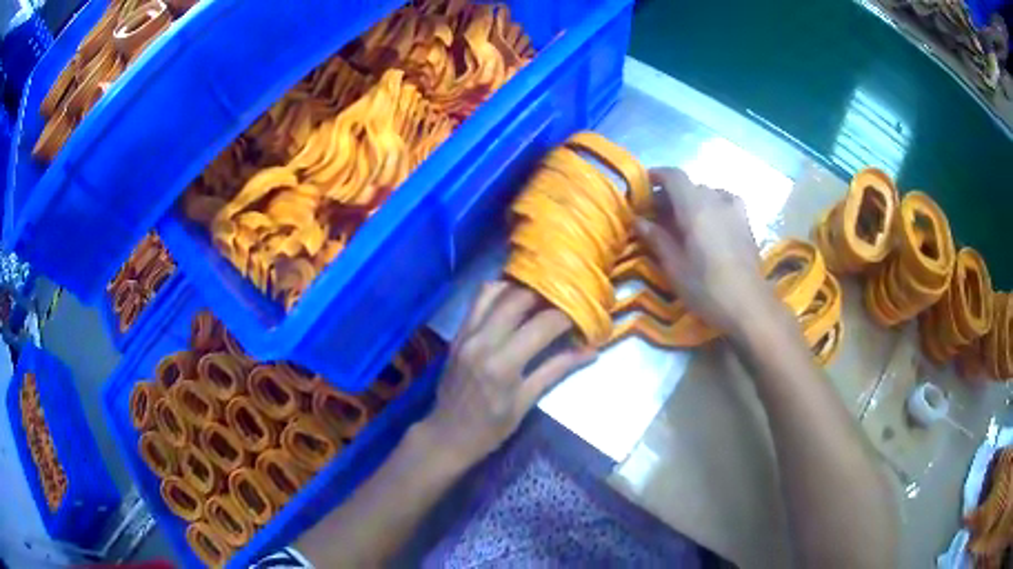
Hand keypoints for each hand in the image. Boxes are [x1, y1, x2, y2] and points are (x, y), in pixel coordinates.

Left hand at [422, 281, 594, 461]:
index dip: (568, 315)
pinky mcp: (457, 333)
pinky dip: (498, 293)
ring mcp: (466, 334)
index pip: (543, 324)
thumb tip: (591, 351)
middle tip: (566, 299)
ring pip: (495, 291)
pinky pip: (477, 301)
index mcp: (503, 364)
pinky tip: (514, 298)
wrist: (447, 435)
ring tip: (542, 294)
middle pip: (519, 298)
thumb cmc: (490, 428)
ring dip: (520, 288)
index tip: (584, 313)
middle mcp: (482, 340)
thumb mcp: (526, 403)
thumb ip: (556, 371)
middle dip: (547, 294)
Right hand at [634, 167, 777, 334]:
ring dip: (693, 201)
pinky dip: (714, 206)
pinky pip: (726, 203)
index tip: (643, 185)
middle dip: (672, 195)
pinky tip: (712, 222)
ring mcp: (734, 210)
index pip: (674, 176)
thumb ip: (656, 239)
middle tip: (658, 215)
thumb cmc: (706, 288)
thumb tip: (638, 220)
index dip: (657, 175)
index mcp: (695, 207)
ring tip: (685, 220)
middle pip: (690, 186)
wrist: (748, 305)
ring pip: (709, 193)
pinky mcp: (746, 223)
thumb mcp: (674, 267)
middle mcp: (716, 200)